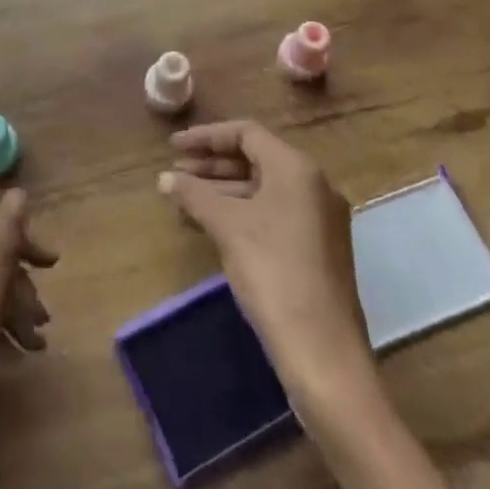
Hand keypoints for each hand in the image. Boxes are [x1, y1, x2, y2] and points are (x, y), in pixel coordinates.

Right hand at [159, 120, 368, 404]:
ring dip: (223, 189)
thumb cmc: (274, 274)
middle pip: (256, 158)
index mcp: (297, 169)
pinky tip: (213, 227)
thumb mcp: (227, 227)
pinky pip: (273, 213)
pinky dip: (241, 212)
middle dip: (212, 164)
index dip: (206, 136)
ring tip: (185, 200)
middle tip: (175, 173)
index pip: (246, 133)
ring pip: (263, 189)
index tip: (173, 147)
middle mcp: (314, 185)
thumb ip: (194, 195)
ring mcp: (319, 219)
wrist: (324, 355)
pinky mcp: (318, 249)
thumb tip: (165, 179)